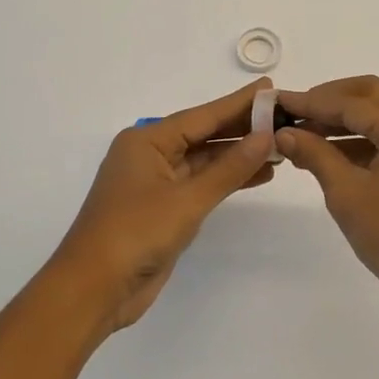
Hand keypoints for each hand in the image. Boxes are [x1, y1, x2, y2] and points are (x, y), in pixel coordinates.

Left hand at [49, 81, 276, 334]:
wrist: (94, 290)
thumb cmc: (135, 234)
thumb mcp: (187, 199)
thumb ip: (229, 169)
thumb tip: (265, 137)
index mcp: (147, 140)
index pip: (202, 115)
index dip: (239, 103)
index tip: (271, 88)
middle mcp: (151, 154)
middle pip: (204, 134)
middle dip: (242, 128)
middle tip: (284, 117)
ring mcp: (157, 182)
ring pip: (205, 160)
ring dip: (239, 155)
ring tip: (280, 146)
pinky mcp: (164, 208)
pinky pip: (201, 183)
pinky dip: (227, 179)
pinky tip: (258, 175)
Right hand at [274, 76, 378, 322]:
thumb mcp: (347, 193)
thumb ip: (315, 154)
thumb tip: (282, 133)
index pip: (354, 103)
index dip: (313, 101)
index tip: (278, 102)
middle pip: (371, 96)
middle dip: (330, 99)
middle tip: (294, 110)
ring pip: (378, 115)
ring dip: (341, 120)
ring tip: (301, 133)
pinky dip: (356, 140)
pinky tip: (324, 153)